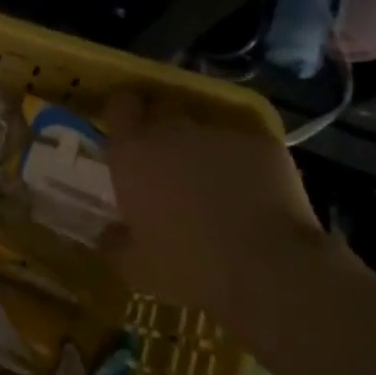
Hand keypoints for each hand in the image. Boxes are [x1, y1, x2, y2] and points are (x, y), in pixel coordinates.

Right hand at [102, 91, 327, 324]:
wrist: (266, 269)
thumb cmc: (188, 268)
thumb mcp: (136, 267)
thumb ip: (115, 242)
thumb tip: (109, 233)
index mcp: (133, 153)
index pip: (120, 105)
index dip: (123, 113)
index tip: (126, 130)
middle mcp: (173, 130)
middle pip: (162, 106)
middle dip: (161, 124)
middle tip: (165, 157)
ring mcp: (220, 132)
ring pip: (204, 126)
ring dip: (201, 145)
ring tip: (212, 179)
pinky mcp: (262, 142)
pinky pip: (243, 143)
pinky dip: (241, 160)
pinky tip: (250, 191)